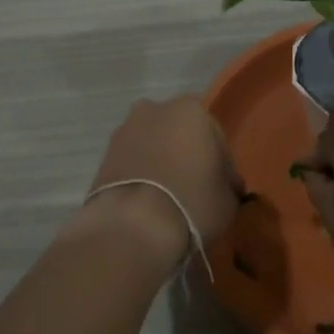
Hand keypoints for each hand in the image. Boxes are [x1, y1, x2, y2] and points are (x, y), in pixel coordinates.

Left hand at [81, 97, 240, 265]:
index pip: (215, 136)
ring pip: (153, 144)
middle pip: (180, 133)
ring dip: (161, 161)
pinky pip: (132, 160)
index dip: (222, 164)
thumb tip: (224, 185)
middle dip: (187, 154)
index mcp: (191, 110)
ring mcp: (125, 129)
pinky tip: (148, 199)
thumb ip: (227, 183)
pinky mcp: (104, 154)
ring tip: (169, 196)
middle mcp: (155, 109)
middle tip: (196, 187)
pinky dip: (141, 173)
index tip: (223, 188)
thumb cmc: (192, 202)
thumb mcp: (228, 199)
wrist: (133, 225)